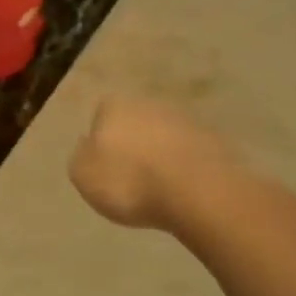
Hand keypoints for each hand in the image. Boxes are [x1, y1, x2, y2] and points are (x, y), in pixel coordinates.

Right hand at [68, 96, 236, 231]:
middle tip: (131, 177)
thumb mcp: (84, 175)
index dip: (101, 140)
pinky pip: (190, 153)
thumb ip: (81, 156)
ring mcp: (186, 119)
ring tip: (159, 188)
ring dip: (161, 155)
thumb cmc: (130, 182)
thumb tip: (88, 144)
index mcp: (115, 106)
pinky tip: (183, 190)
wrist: (197, 192)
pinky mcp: (214, 140)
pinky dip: (185, 167)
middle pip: (135, 122)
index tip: (105, 166)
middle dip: (133, 144)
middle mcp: (150, 103)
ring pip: (165, 135)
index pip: (101, 115)